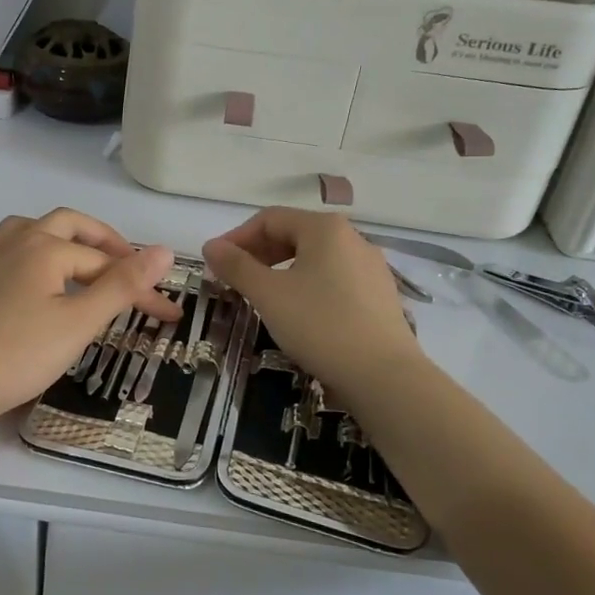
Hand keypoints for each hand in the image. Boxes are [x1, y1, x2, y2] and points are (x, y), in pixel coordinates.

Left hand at [0, 209, 179, 430]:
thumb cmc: (20, 354)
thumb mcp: (80, 322)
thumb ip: (122, 285)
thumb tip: (164, 250)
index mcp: (44, 247)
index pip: (105, 262)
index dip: (140, 286)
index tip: (167, 314)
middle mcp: (14, 243)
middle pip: (66, 224)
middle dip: (101, 240)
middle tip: (125, 264)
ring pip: (27, 231)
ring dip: (59, 239)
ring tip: (77, 261)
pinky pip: (4, 256)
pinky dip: (29, 261)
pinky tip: (31, 289)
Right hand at [202, 208, 423, 403]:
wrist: (383, 376)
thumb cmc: (319, 325)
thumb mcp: (268, 295)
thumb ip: (237, 266)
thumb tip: (211, 246)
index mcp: (325, 228)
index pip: (270, 219)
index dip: (237, 237)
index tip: (215, 263)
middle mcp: (352, 238)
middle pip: (294, 234)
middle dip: (259, 253)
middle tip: (235, 280)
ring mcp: (371, 266)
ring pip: (315, 258)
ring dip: (281, 270)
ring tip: (263, 296)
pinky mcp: (380, 294)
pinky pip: (334, 278)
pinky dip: (307, 285)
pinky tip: (299, 313)